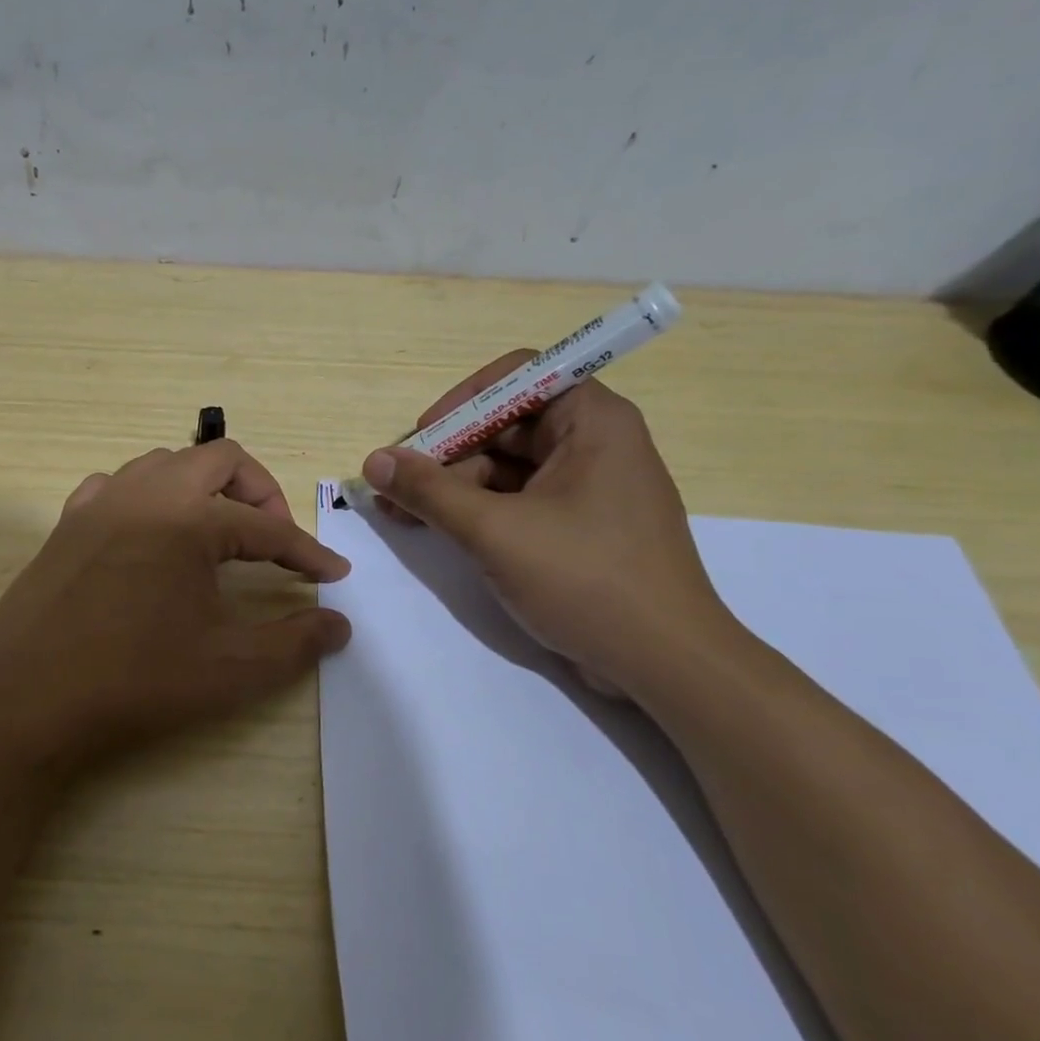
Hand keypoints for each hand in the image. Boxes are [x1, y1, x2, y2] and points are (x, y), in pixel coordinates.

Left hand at [0, 441, 351, 775]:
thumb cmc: (134, 681)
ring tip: (217, 534)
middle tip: (273, 540)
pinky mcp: (66, 523)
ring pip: (165, 464)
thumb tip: (339, 624)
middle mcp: (145, 493)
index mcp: (189, 519)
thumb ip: (294, 643)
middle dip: (259, 493)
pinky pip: (117, 486)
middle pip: (219, 460)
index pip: (267, 527)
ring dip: (202, 488)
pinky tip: (150, 536)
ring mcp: (99, 503)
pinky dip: (148, 497)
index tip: (333, 575)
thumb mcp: (229, 669)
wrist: (24, 700)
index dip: (307, 552)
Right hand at [362, 353, 730, 698]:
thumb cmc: (586, 580)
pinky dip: (475, 511)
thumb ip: (429, 491)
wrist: (665, 665)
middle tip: (396, 486)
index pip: (519, 375)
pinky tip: (434, 529)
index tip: (422, 436)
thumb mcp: (495, 531)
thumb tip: (374, 461)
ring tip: (400, 514)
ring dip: (452, 486)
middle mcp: (594, 444)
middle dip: (446, 453)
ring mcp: (587, 488)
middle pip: (505, 424)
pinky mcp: (578, 527)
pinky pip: (517, 501)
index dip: (464, 399)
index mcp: (592, 422)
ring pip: (506, 467)